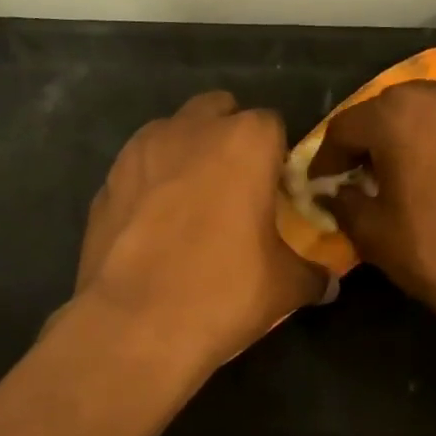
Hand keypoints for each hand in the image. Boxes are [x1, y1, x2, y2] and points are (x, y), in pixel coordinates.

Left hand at [75, 91, 327, 373]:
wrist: (133, 325)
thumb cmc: (222, 292)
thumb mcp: (285, 287)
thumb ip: (313, 273)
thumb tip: (329, 284)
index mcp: (245, 141)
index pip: (272, 124)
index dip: (277, 156)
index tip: (276, 191)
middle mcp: (191, 130)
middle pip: (218, 110)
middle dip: (230, 136)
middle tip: (237, 186)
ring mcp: (140, 150)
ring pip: (173, 131)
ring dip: (187, 152)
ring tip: (192, 202)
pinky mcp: (106, 180)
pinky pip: (139, 166)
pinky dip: (151, 181)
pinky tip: (155, 224)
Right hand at [308, 77, 435, 347]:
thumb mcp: (374, 235)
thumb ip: (343, 202)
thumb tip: (336, 190)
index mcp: (399, 114)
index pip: (347, 126)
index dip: (329, 157)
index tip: (324, 182)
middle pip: (397, 109)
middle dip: (380, 140)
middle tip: (375, 175)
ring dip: (428, 135)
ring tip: (430, 171)